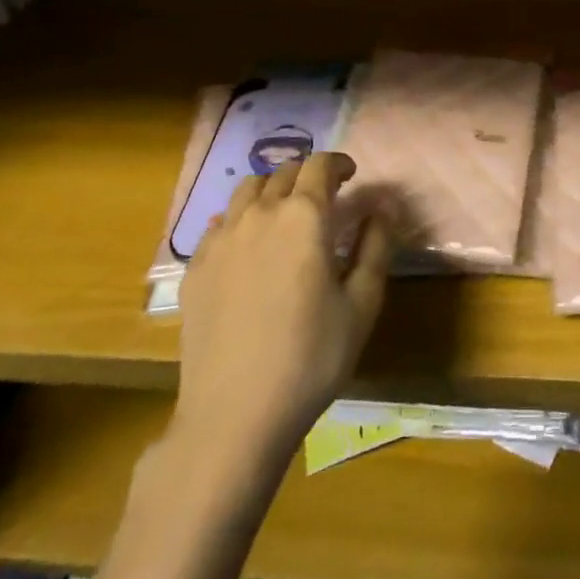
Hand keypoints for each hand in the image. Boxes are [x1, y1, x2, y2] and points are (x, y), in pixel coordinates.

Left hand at [167, 152, 394, 469]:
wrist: (234, 414)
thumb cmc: (311, 358)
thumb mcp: (362, 303)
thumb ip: (376, 245)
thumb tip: (384, 205)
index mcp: (304, 217)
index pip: (320, 165)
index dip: (339, 163)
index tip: (351, 176)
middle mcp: (259, 214)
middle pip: (284, 172)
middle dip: (308, 176)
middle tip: (325, 198)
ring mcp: (220, 238)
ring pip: (247, 190)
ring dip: (272, 190)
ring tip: (285, 215)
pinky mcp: (195, 266)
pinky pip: (220, 222)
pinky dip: (241, 219)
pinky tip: (249, 246)